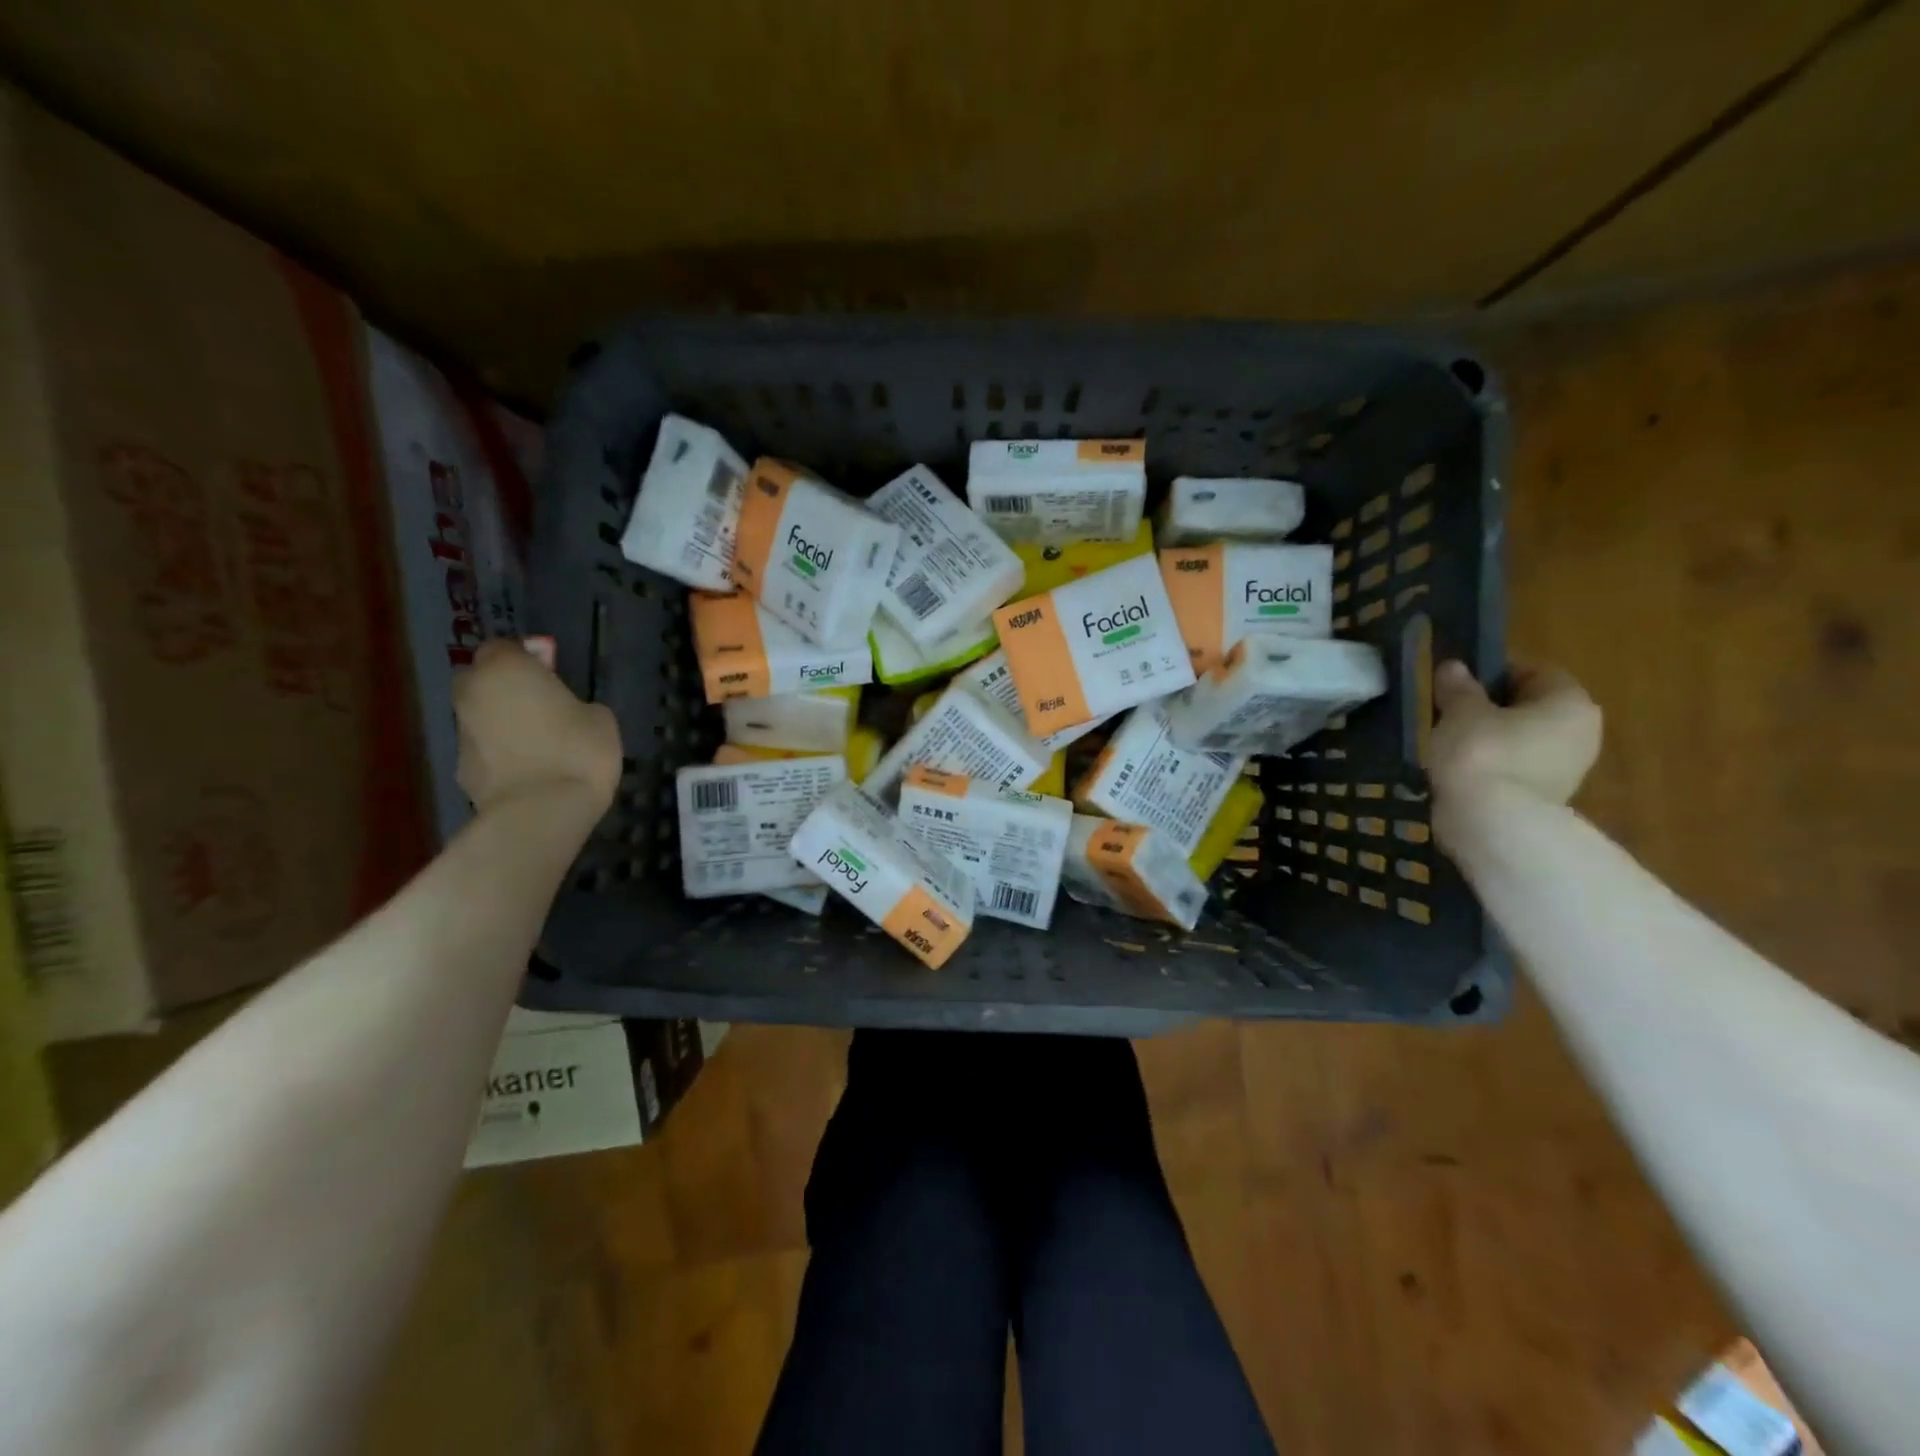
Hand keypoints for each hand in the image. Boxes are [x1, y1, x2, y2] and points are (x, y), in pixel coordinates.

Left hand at [453, 640, 620, 817]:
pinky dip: (500, 754)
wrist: (541, 812)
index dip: (528, 659)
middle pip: (482, 679)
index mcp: (506, 669)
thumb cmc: (578, 752)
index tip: (552, 674)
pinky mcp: (460, 769)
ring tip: (539, 743)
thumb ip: (575, 704)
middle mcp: (474, 693)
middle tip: (541, 705)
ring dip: (501, 722)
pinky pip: (484, 750)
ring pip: (480, 715)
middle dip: (505, 687)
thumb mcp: (600, 718)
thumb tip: (565, 713)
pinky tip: (529, 770)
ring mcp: (462, 732)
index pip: (505, 647)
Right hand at [1430, 660, 1600, 818]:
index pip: (1535, 672)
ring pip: (1521, 739)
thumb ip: (1458, 687)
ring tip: (1448, 743)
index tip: (1459, 681)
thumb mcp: (1460, 712)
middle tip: (1449, 712)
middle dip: (1491, 707)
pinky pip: (1513, 767)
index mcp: (1570, 703)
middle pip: (1530, 707)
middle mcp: (1581, 733)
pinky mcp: (1544, 797)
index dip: (1495, 671)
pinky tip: (1458, 770)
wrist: (1491, 824)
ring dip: (1488, 738)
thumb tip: (1454, 667)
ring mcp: (1566, 769)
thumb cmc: (1482, 753)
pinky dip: (1489, 765)